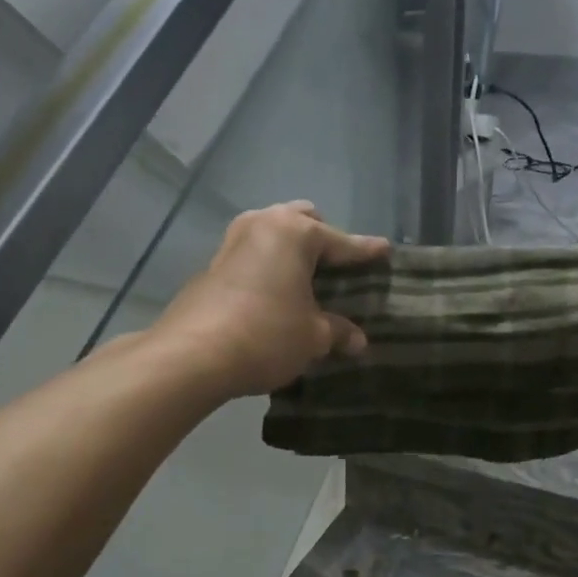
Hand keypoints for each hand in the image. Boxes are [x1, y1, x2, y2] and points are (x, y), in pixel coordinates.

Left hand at [153, 201, 388, 397]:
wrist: (193, 355)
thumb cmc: (266, 335)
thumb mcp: (313, 336)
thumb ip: (338, 331)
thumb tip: (358, 341)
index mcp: (295, 233)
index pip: (341, 242)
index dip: (365, 251)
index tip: (385, 250)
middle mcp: (263, 224)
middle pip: (302, 221)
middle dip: (323, 238)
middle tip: (338, 267)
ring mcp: (233, 241)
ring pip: (273, 232)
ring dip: (291, 250)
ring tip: (306, 278)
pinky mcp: (213, 265)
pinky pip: (253, 254)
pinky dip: (269, 265)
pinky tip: (275, 292)